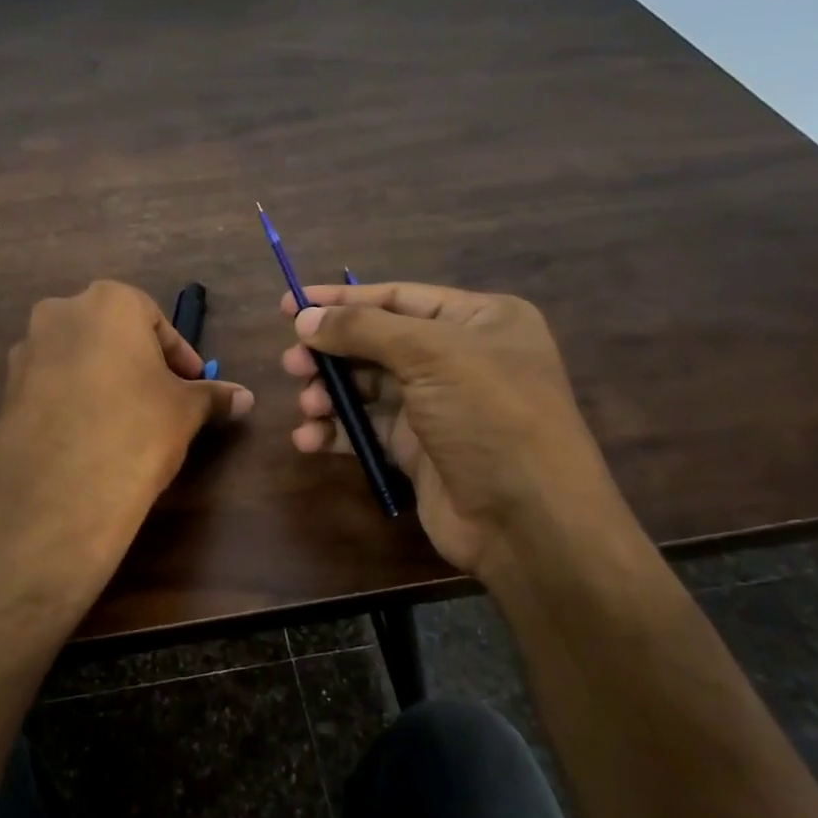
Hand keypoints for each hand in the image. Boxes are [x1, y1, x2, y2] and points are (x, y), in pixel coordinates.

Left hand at [0, 280, 251, 617]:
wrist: (58, 492)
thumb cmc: (136, 429)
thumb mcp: (185, 410)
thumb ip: (213, 395)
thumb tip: (245, 397)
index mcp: (108, 301)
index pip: (155, 320)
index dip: (179, 356)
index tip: (193, 386)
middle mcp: (60, 313)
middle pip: (111, 334)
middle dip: (138, 363)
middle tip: (161, 400)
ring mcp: (26, 351)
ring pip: (78, 359)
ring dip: (103, 380)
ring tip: (125, 422)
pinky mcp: (5, 391)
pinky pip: (52, 387)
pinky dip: (73, 401)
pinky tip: (90, 438)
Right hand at [280, 283, 622, 575]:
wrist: (527, 520)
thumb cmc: (489, 416)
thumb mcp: (431, 354)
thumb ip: (363, 329)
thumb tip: (305, 319)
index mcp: (478, 320)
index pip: (398, 297)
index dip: (341, 299)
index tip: (290, 304)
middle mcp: (458, 358)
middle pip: (376, 343)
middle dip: (331, 352)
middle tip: (292, 364)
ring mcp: (437, 407)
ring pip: (366, 388)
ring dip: (330, 394)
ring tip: (307, 405)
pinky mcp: (417, 450)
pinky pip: (366, 430)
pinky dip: (336, 432)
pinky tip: (309, 440)